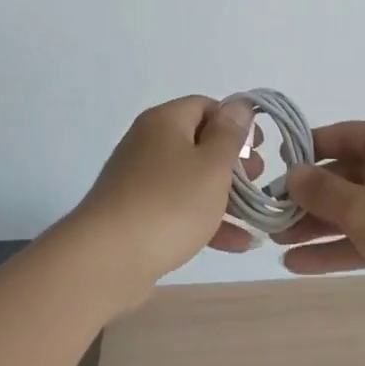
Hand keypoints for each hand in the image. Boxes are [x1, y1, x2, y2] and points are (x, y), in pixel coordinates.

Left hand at [60, 96, 259, 308]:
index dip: (235, 123)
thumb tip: (239, 104)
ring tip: (256, 217)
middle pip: (199, 144)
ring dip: (226, 197)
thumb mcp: (212, 166)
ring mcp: (140, 182)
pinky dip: (207, 220)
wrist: (106, 261)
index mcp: (165, 122)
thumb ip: (230, 134)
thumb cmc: (169, 204)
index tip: (258, 148)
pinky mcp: (137, 216)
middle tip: (259, 182)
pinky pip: (179, 209)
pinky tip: (239, 244)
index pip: (206, 106)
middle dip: (234, 164)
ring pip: (192, 180)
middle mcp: (149, 145)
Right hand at [282, 121, 364, 338]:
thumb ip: (322, 191)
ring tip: (277, 242)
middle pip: (346, 175)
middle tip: (270, 215)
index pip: (342, 136)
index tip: (272, 169)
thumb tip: (293, 174)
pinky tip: (300, 265)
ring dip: (318, 226)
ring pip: (355, 210)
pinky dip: (339, 248)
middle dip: (308, 197)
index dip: (306, 151)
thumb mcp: (363, 208)